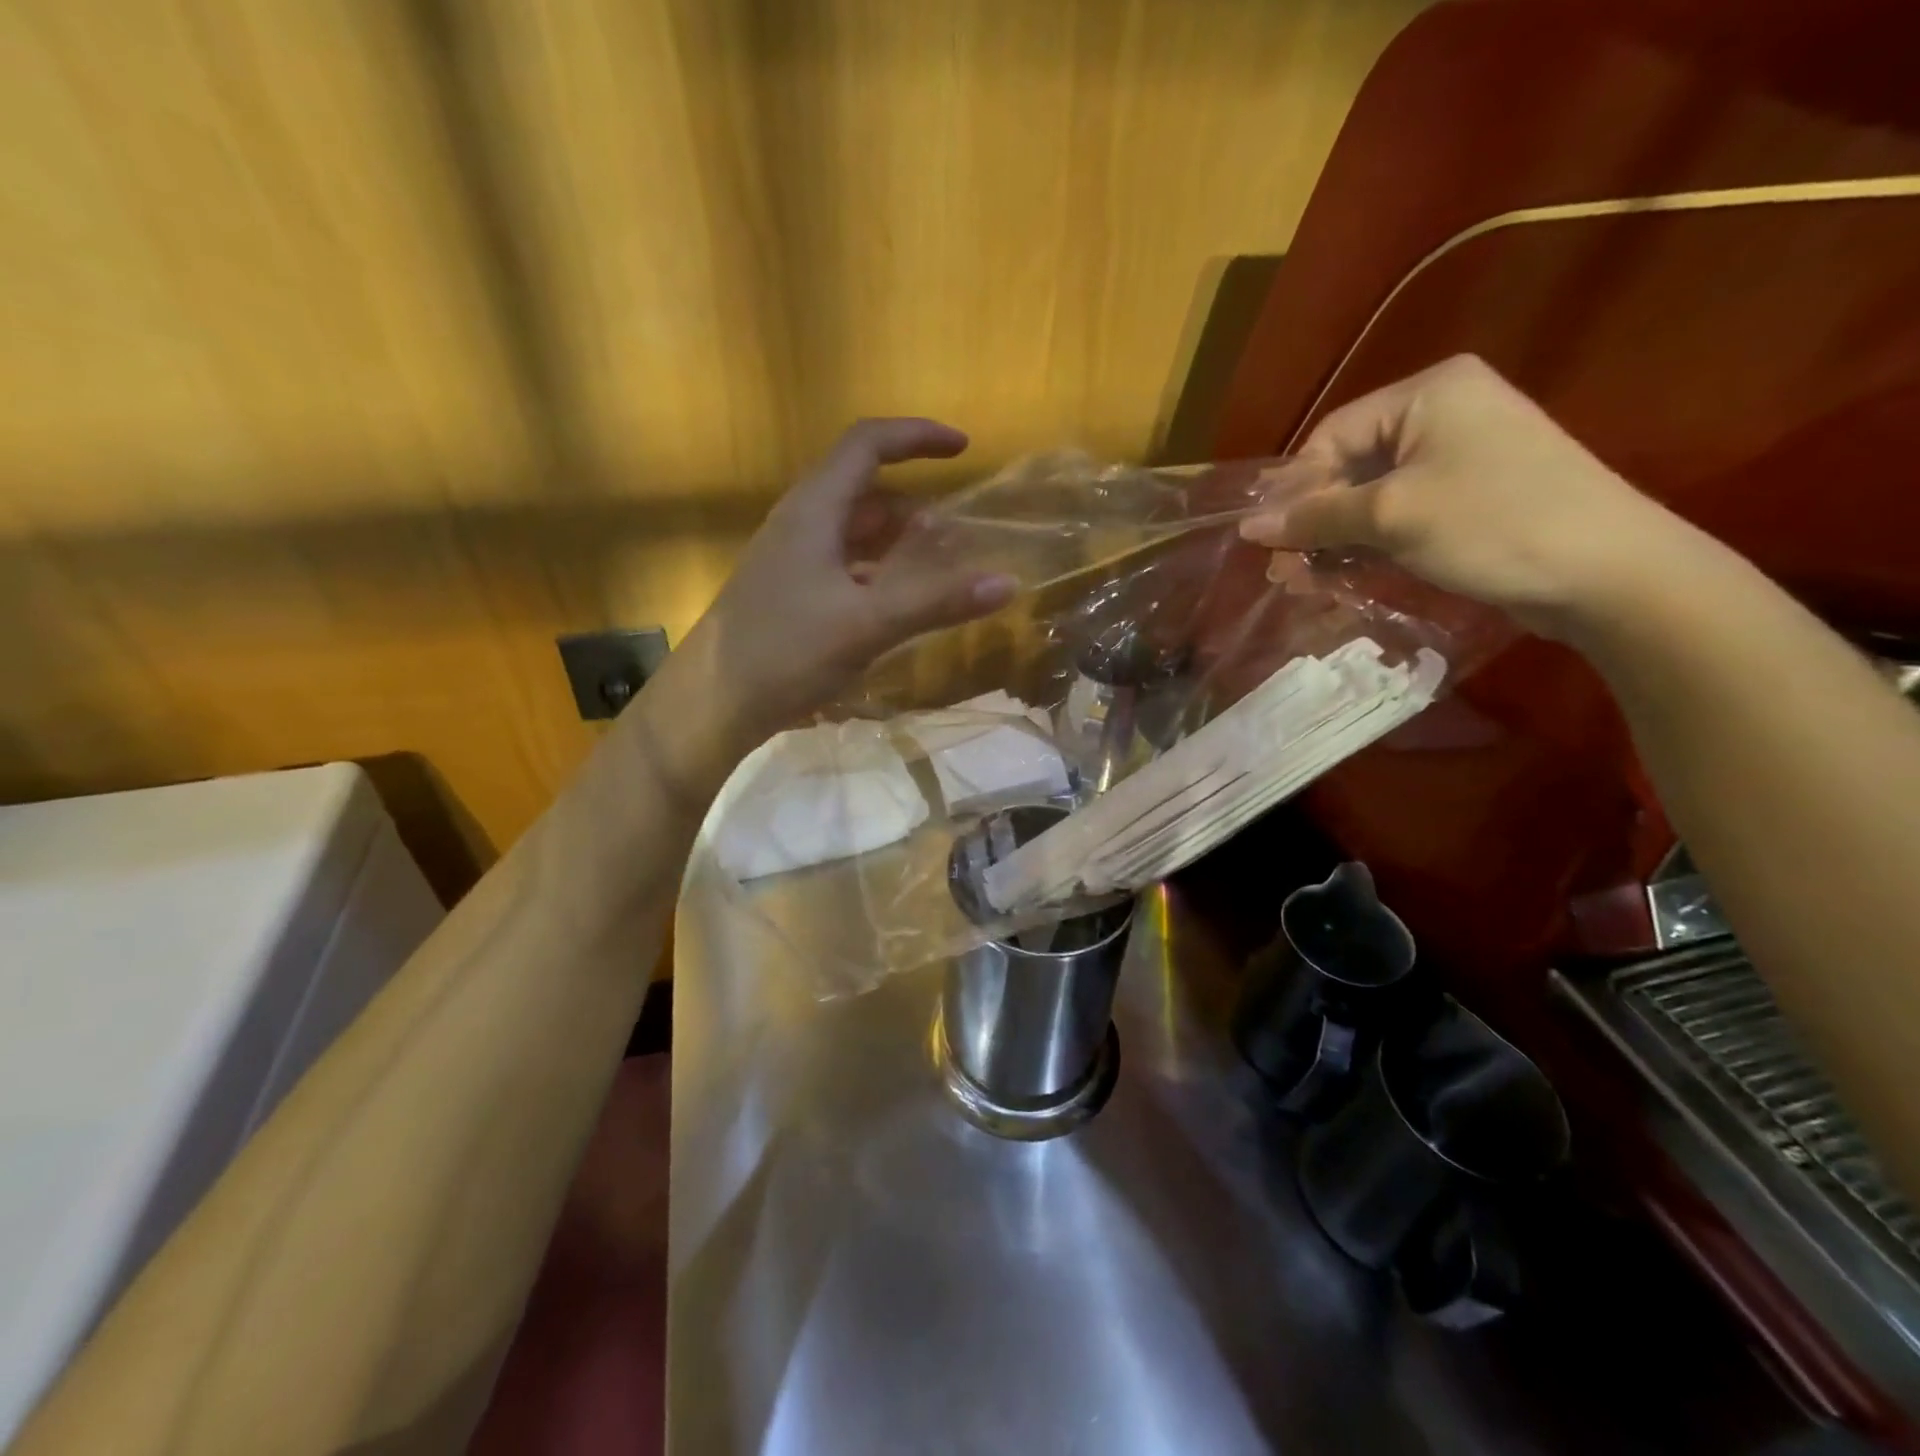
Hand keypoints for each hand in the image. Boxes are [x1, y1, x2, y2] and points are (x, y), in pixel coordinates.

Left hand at [646, 418, 1016, 783]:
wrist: (710, 704)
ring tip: (936, 571)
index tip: (964, 449)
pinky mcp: (790, 595)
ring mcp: (791, 561)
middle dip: (914, 505)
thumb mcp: (866, 624)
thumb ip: (935, 601)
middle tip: (957, 538)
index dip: (917, 438)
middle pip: (864, 491)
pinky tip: (894, 607)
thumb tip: (1006, 582)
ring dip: (896, 543)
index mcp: (814, 510)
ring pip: (854, 534)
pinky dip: (877, 574)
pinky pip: (844, 567)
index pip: (867, 444)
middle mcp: (800, 524)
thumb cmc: (784, 651)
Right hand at [1238, 355, 1692, 635]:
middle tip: (1286, 570)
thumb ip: (1315, 517)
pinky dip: (1371, 542)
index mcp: (1427, 392)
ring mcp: (1461, 453)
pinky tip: (1347, 574)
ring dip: (1338, 537)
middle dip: (1315, 519)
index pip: (1332, 435)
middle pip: (1350, 464)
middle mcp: (1443, 411)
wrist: (1606, 571)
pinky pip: (1402, 511)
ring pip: (1372, 494)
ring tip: (1309, 580)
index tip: (1270, 541)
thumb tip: (1247, 525)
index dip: (1295, 489)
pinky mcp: (1472, 493)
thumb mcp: (1391, 517)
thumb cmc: (1492, 524)